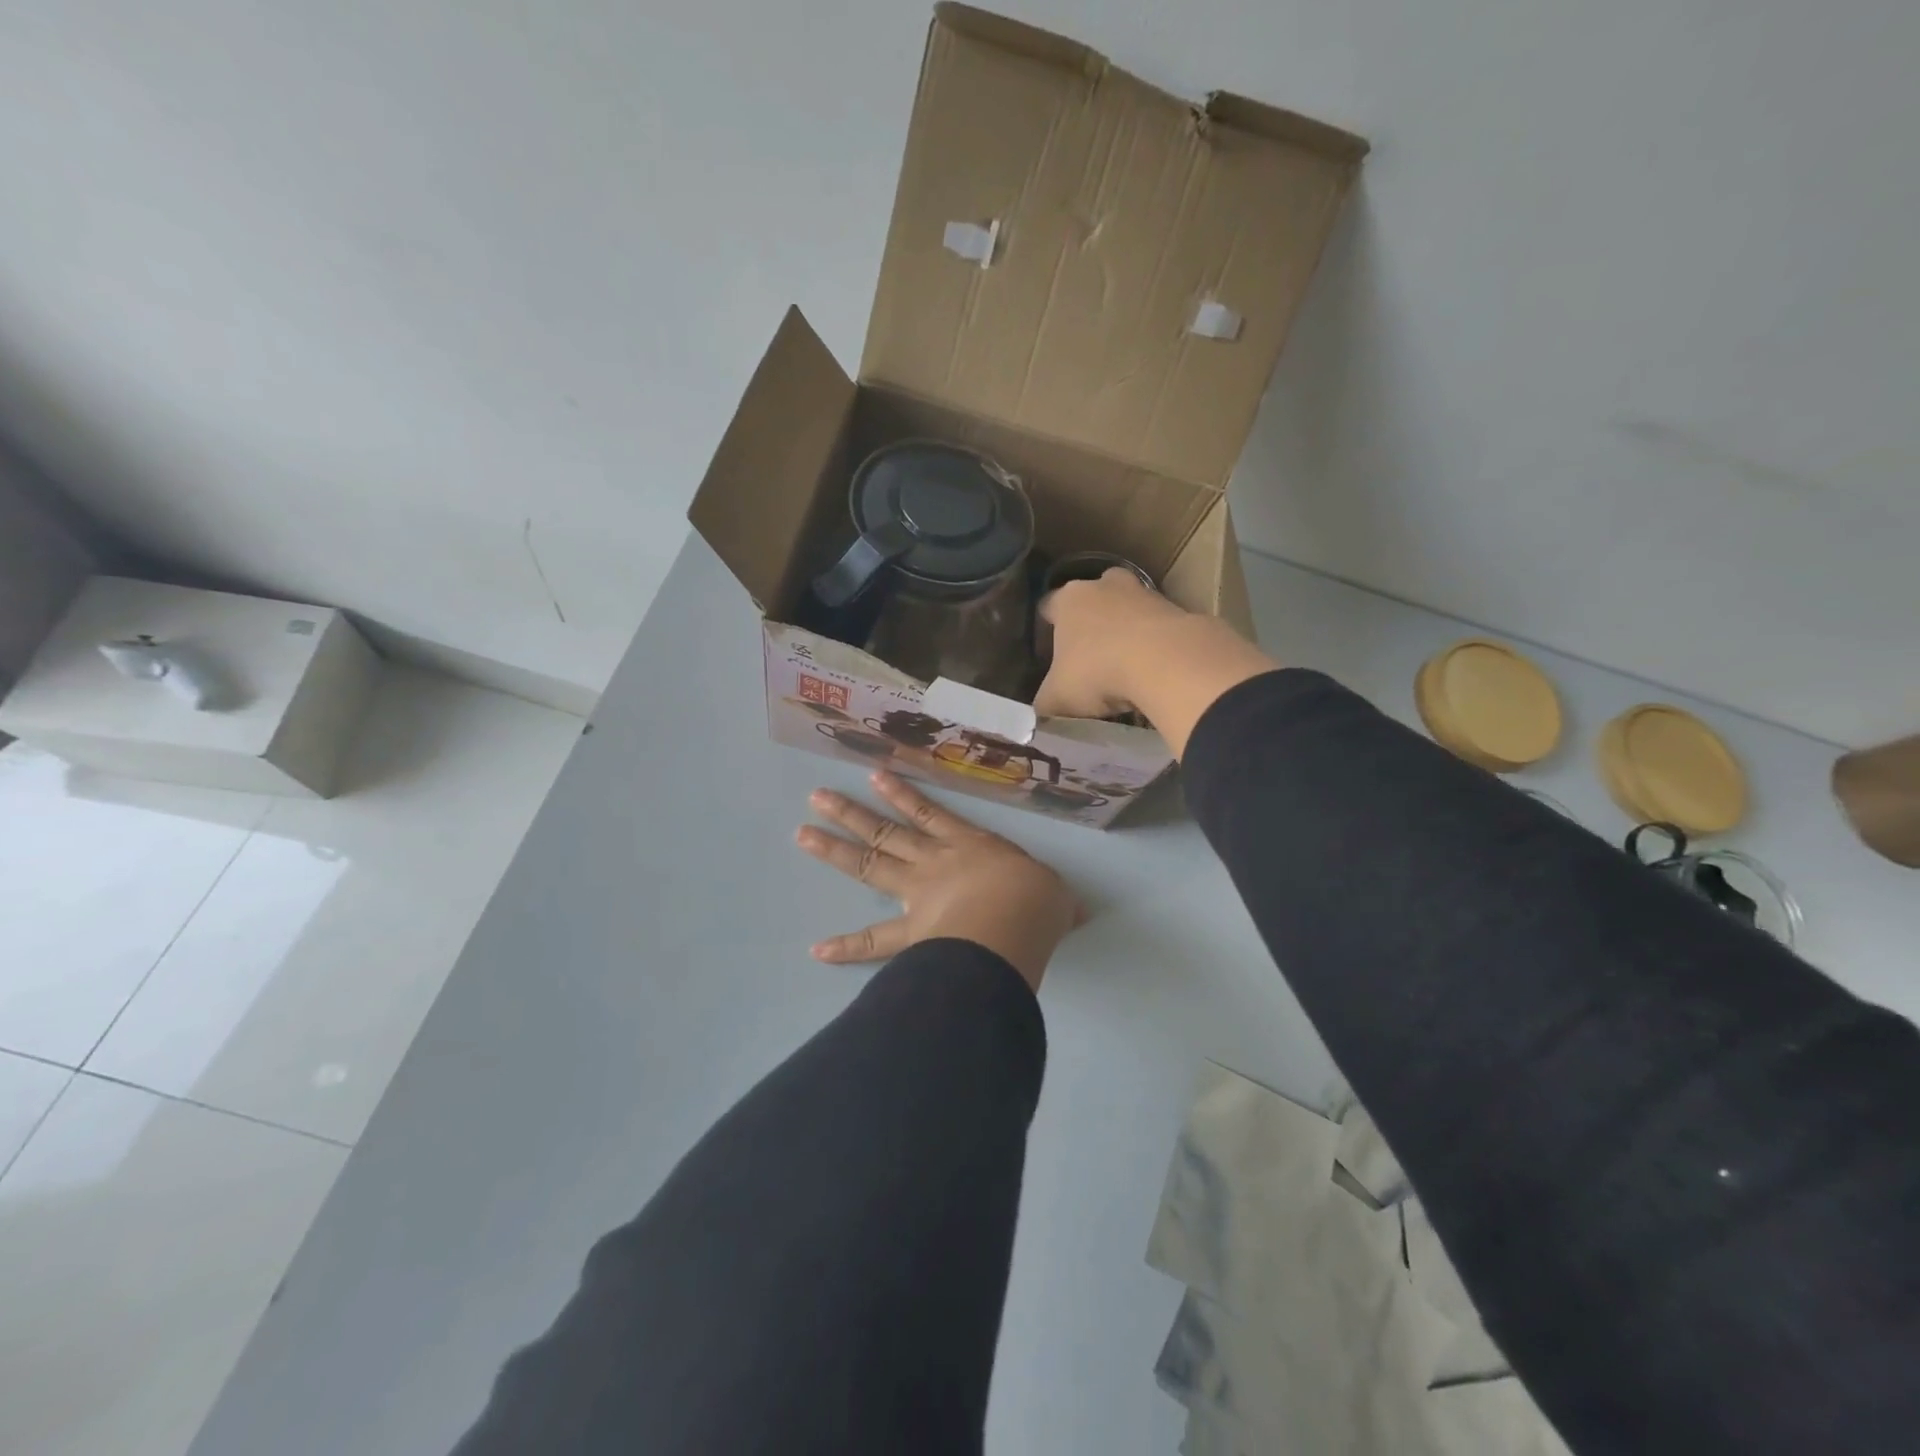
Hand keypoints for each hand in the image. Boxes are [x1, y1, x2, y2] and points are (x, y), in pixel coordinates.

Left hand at [795, 771, 1082, 990]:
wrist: (1016, 922)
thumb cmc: (1036, 899)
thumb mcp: (1054, 894)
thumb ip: (1055, 900)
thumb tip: (1073, 910)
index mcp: (969, 845)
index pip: (930, 814)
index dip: (902, 796)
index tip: (874, 776)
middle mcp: (936, 862)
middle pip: (885, 832)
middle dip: (850, 815)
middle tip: (817, 798)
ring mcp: (917, 894)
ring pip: (870, 866)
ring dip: (835, 850)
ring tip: (803, 833)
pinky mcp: (911, 933)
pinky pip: (873, 942)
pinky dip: (846, 947)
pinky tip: (816, 950)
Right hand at [1034, 568, 1279, 756]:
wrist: (1166, 662)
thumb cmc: (1098, 671)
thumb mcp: (1058, 698)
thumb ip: (1044, 704)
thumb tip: (1036, 715)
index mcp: (1068, 599)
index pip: (1047, 606)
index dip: (1046, 629)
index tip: (1047, 651)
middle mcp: (1104, 586)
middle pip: (1092, 598)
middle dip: (1089, 622)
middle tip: (1087, 654)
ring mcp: (1144, 593)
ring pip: (1127, 609)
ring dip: (1125, 631)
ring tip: (1123, 666)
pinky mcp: (1178, 609)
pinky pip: (1157, 626)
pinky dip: (1154, 644)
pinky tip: (1152, 671)